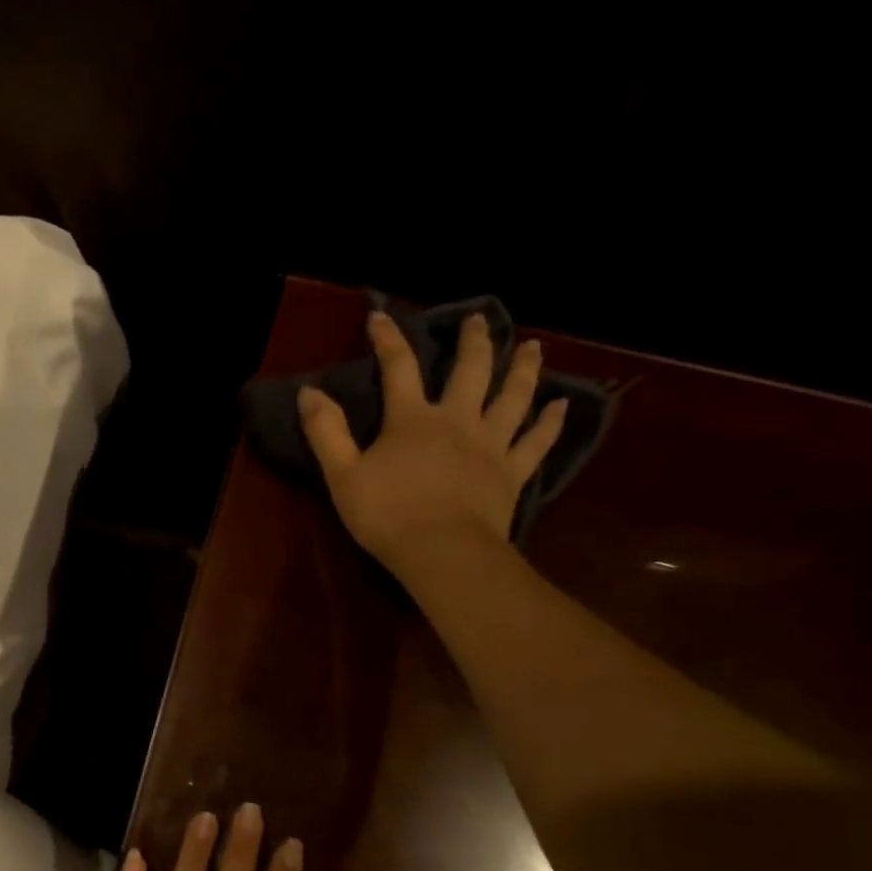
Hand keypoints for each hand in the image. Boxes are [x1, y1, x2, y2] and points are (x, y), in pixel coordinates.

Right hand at [298, 310, 567, 575]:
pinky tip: (562, 405)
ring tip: (533, 347)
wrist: (442, 552)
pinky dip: (551, 422)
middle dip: (474, 341)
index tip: (380, 317)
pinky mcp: (512, 473)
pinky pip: (536, 441)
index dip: (388, 339)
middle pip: (470, 371)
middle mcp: (457, 421)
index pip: (399, 368)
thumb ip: (326, 431)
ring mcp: (490, 445)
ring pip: (513, 397)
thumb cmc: (387, 515)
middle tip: (479, 320)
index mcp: (412, 420)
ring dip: (523, 369)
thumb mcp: (342, 474)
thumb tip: (309, 392)